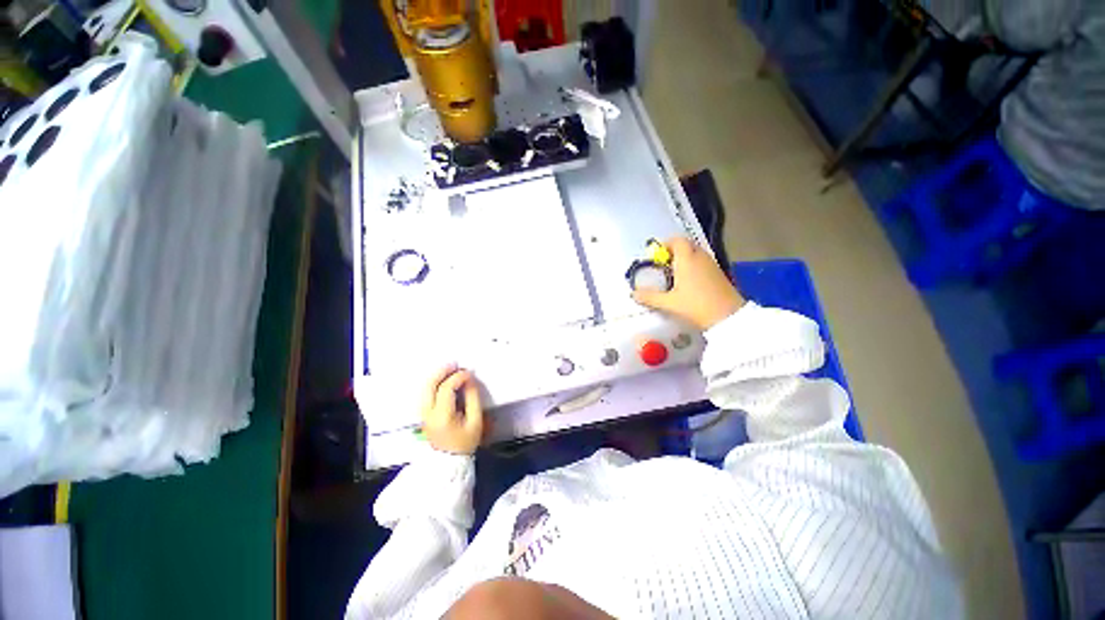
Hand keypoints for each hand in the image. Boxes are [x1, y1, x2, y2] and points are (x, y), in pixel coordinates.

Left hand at [420, 365, 483, 454]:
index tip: (469, 374)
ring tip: (450, 369)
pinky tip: (443, 380)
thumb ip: (473, 399)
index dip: (458, 378)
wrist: (447, 463)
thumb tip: (470, 380)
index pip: (446, 389)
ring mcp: (423, 414)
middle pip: (430, 385)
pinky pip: (425, 393)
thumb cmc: (464, 443)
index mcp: (442, 416)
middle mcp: (428, 413)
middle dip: (442, 372)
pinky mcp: (423, 414)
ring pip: (424, 388)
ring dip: (436, 376)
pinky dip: (433, 383)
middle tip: (455, 364)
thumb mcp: (475, 422)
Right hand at [632, 237, 744, 330]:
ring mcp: (711, 264)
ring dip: (684, 259)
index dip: (665, 244)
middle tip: (663, 266)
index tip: (656, 256)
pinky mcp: (719, 273)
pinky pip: (702, 262)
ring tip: (674, 275)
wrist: (728, 317)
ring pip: (695, 254)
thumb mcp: (669, 303)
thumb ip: (650, 297)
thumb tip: (633, 293)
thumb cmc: (695, 306)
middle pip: (686, 245)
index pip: (677, 240)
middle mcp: (700, 257)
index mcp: (686, 259)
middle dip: (673, 252)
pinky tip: (688, 283)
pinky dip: (693, 266)